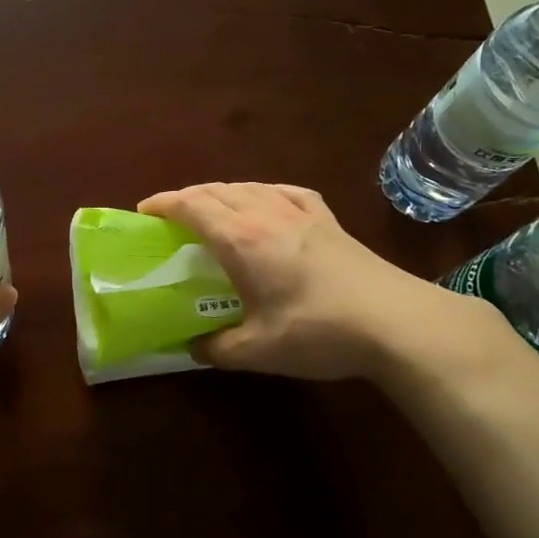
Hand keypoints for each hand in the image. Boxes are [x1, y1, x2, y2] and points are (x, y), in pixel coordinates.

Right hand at [137, 182, 510, 381]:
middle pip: (217, 190)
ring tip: (211, 210)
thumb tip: (194, 347)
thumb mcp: (258, 351)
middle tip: (170, 216)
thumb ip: (217, 349)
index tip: (143, 212)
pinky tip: (266, 201)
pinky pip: (285, 191)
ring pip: (249, 187)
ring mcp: (302, 212)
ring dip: (222, 192)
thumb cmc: (318, 332)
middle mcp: (266, 213)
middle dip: (187, 197)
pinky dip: (263, 192)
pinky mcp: (328, 219)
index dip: (164, 203)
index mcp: (242, 238)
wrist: (394, 321)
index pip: (192, 206)